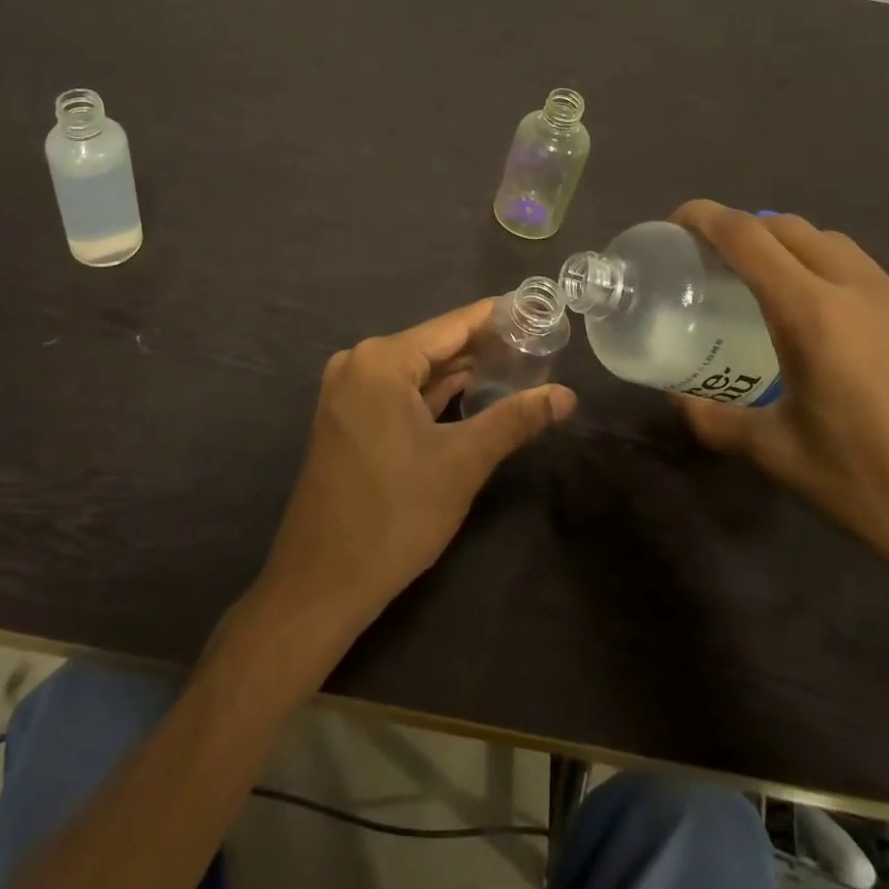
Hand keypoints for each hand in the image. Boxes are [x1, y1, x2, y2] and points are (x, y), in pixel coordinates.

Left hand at [257, 300, 576, 637]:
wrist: (321, 581)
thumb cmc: (394, 515)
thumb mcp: (462, 463)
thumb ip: (515, 420)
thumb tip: (567, 395)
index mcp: (382, 361)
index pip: (452, 325)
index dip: (496, 317)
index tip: (536, 307)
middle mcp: (359, 363)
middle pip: (433, 345)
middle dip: (483, 347)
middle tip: (538, 343)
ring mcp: (348, 391)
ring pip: (417, 371)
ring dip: (460, 372)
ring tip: (516, 365)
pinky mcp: (347, 418)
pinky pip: (399, 393)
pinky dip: (434, 395)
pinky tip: (473, 395)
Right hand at [669, 201, 888, 611]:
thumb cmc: (878, 491)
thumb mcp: (780, 457)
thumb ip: (716, 421)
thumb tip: (678, 401)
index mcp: (813, 313)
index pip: (746, 236)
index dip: (703, 217)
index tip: (673, 223)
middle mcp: (858, 290)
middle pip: (789, 227)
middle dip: (742, 228)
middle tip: (708, 258)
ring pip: (831, 243)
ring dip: (787, 244)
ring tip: (759, 282)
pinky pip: (862, 270)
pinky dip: (823, 268)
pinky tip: (817, 320)